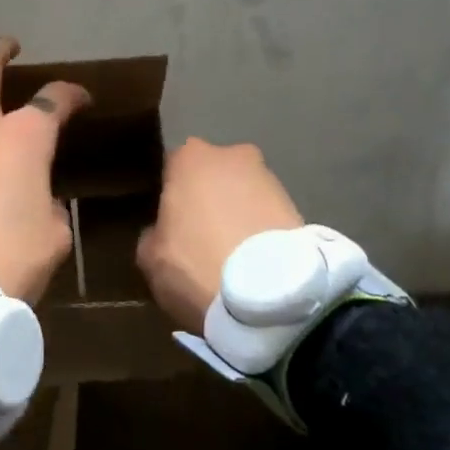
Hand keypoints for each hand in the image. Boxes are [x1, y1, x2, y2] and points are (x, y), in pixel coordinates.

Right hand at [137, 138, 303, 332]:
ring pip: (242, 193)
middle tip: (200, 236)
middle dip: (207, 198)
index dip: (168, 196)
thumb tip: (163, 232)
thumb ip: (153, 234)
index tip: (167, 223)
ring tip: (232, 253)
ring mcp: (269, 177)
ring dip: (237, 214)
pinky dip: (260, 231)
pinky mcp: (298, 204)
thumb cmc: (196, 264)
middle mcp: (231, 155)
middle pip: (211, 175)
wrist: (271, 295)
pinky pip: (266, 215)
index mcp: (189, 158)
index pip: (170, 168)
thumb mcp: (150, 256)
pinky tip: (255, 260)